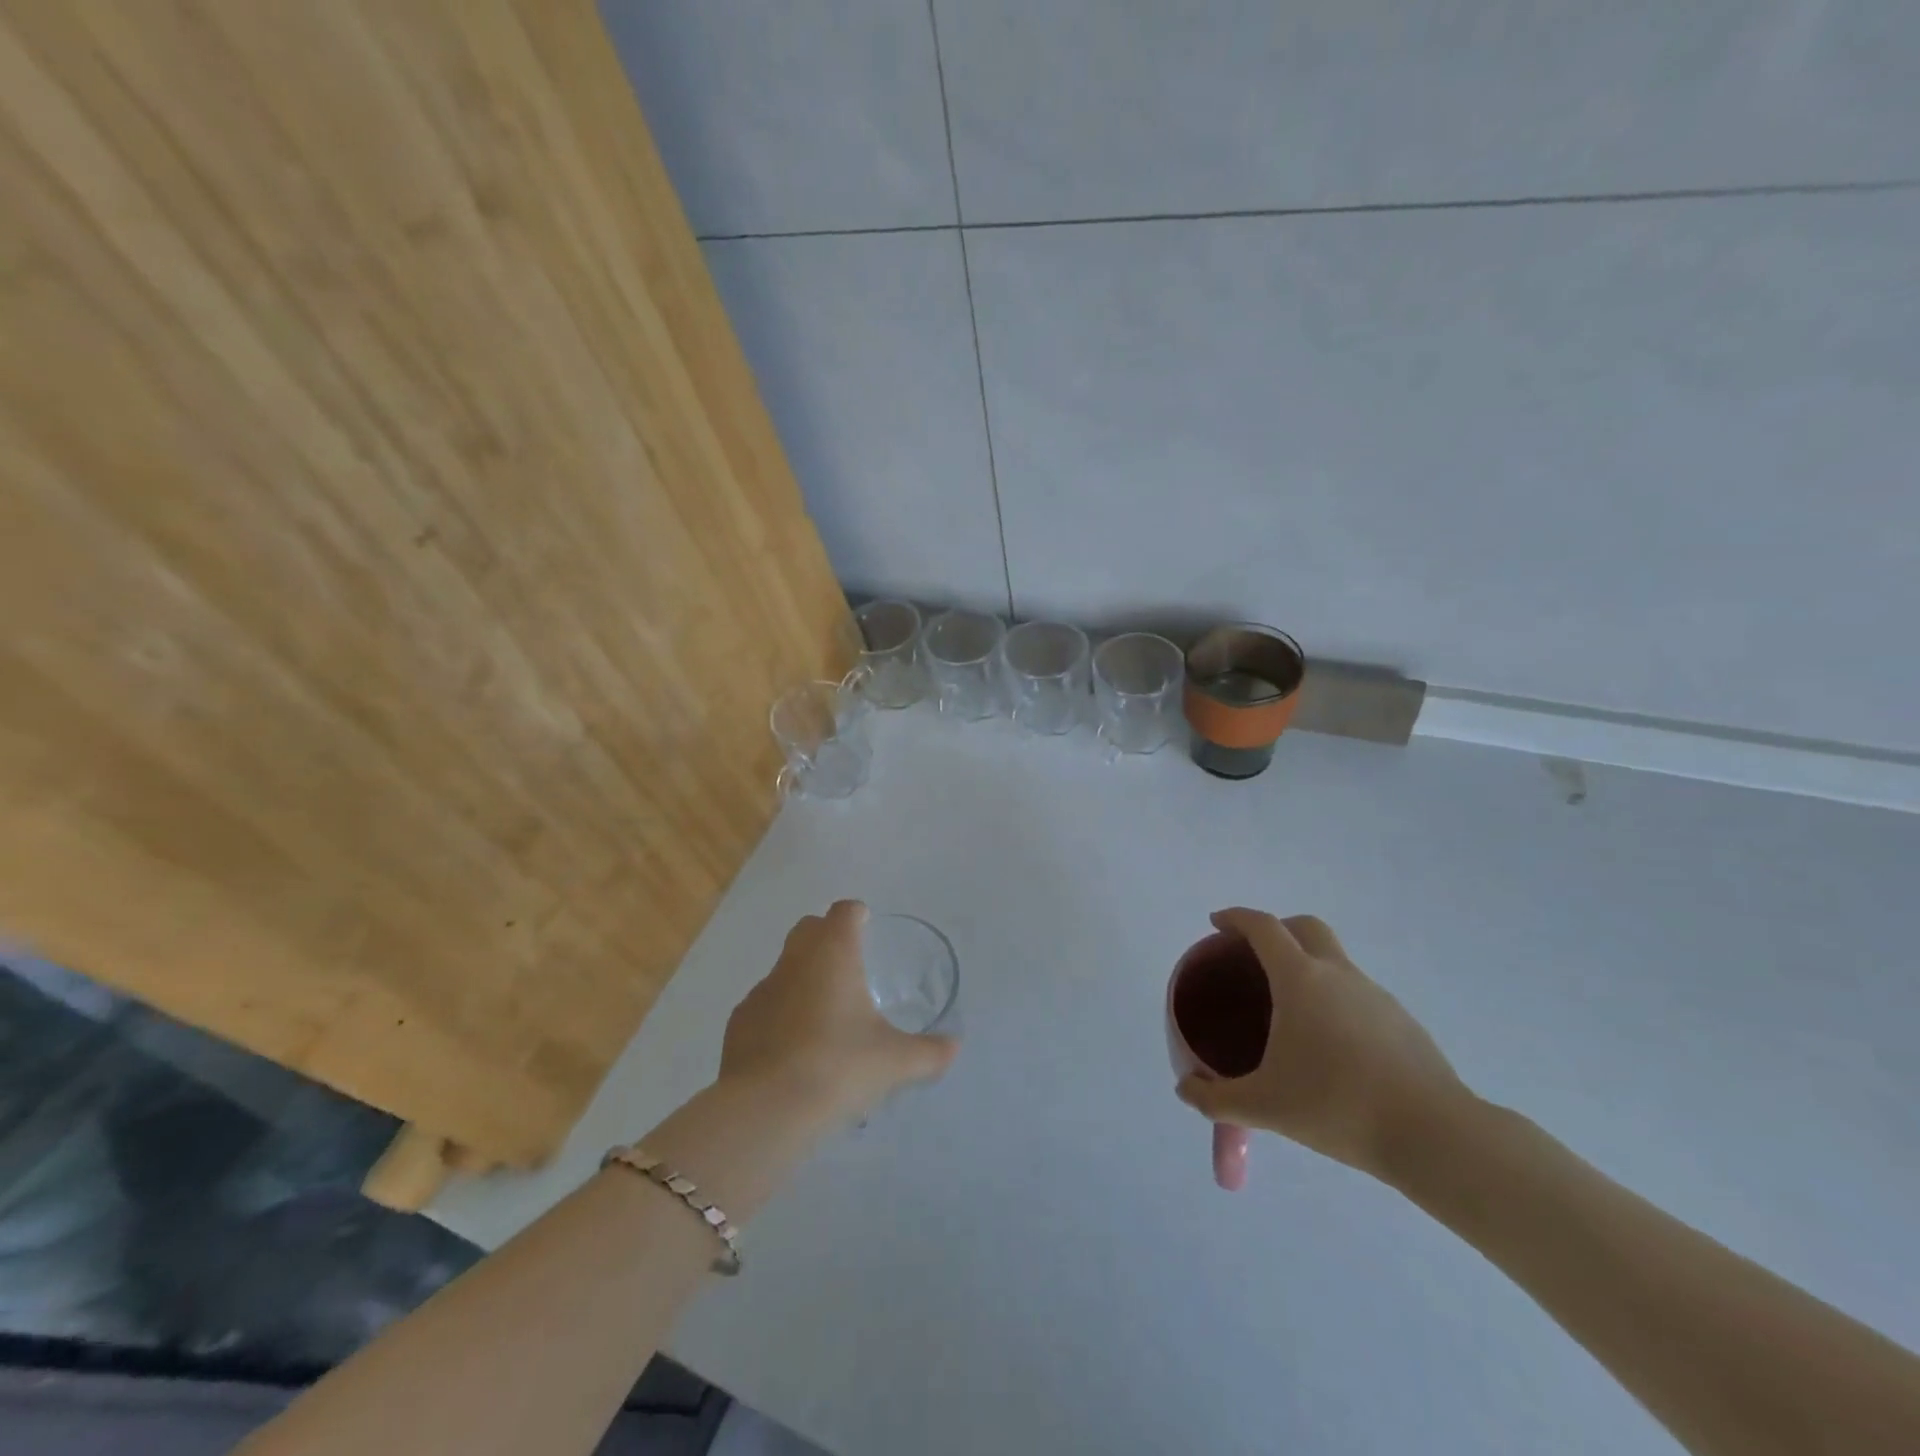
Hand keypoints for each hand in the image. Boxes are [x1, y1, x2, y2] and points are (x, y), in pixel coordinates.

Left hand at [719, 901, 958, 1127]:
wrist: (767, 1110)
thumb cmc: (839, 1067)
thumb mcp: (895, 1062)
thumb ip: (929, 1052)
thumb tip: (954, 1047)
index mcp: (833, 954)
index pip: (844, 912)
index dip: (857, 915)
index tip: (867, 927)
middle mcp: (794, 961)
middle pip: (808, 928)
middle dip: (826, 936)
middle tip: (849, 966)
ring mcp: (761, 991)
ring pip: (784, 967)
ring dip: (802, 978)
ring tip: (823, 1015)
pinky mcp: (738, 1023)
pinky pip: (764, 1005)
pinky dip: (778, 1013)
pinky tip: (792, 1047)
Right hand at [1175, 908, 1467, 1181]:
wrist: (1435, 1135)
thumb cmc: (1337, 1106)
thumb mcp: (1265, 1106)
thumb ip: (1217, 1099)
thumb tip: (1185, 1090)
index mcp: (1300, 979)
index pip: (1263, 927)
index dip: (1236, 917)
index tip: (1217, 923)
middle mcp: (1338, 974)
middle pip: (1305, 927)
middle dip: (1276, 929)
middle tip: (1254, 955)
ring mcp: (1376, 995)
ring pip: (1335, 960)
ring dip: (1308, 966)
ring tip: (1290, 1010)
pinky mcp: (1402, 1021)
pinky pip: (1357, 993)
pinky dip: (1335, 999)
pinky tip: (1331, 1045)